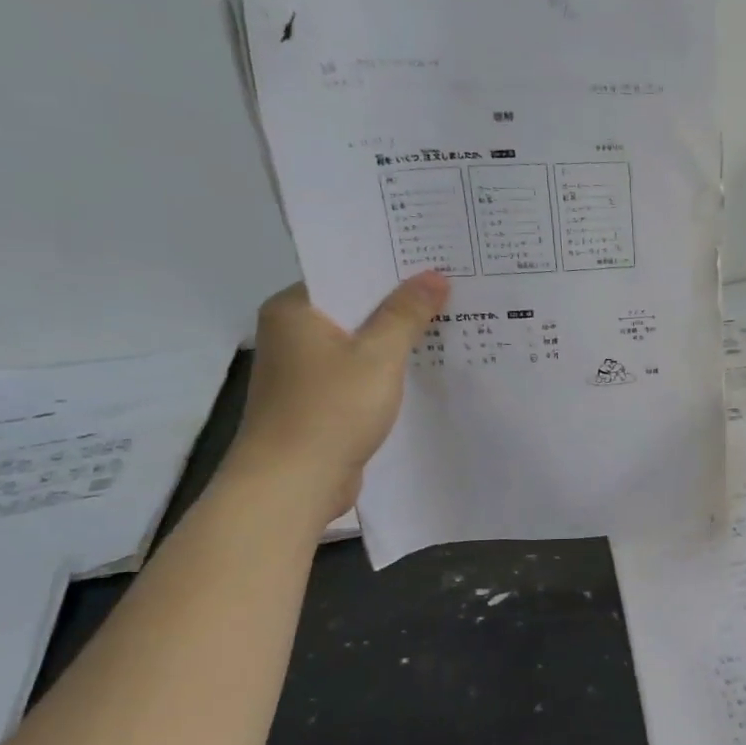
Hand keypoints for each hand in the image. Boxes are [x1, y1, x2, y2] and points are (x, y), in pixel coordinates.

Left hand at [225, 273, 450, 518]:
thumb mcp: (379, 356)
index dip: (391, 267)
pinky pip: (360, 371)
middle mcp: (293, 332)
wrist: (293, 483)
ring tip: (449, 323)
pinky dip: (387, 369)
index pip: (346, 272)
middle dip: (401, 303)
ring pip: (360, 341)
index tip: (434, 260)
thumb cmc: (331, 409)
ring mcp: (304, 369)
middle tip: (453, 289)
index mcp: (295, 309)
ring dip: (397, 338)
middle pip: (355, 306)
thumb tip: (434, 275)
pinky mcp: (319, 399)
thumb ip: (407, 313)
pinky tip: (426, 367)